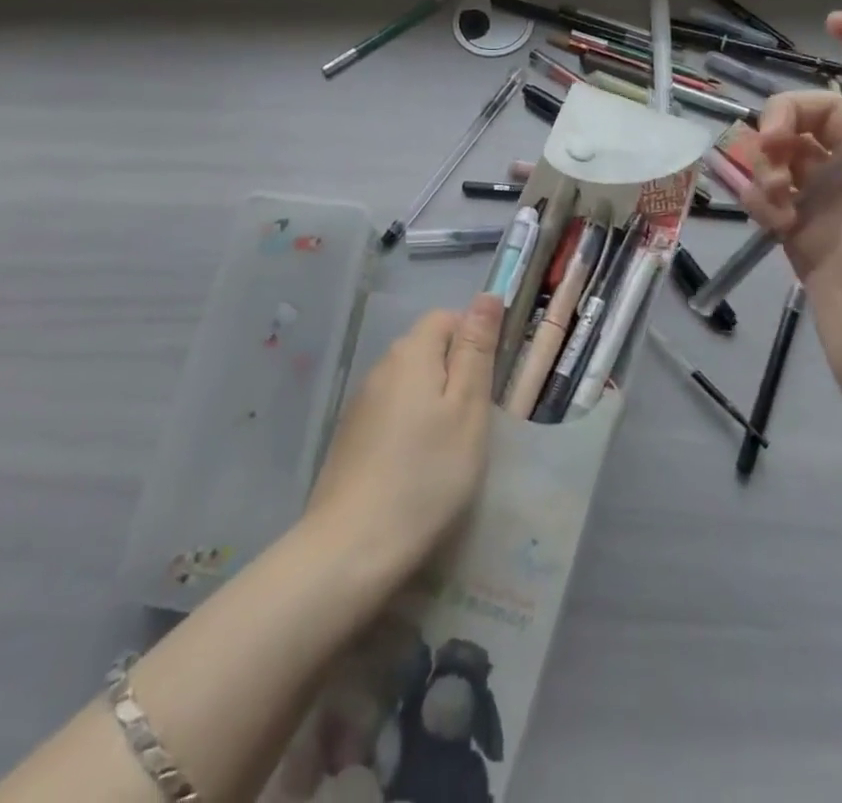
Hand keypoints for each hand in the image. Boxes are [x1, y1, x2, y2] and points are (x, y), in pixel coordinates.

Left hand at [304, 294, 503, 581]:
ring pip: (409, 381)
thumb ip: (476, 350)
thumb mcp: (467, 409)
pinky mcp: (351, 434)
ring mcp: (361, 402)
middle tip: (476, 419)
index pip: (446, 318)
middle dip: (455, 371)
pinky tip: (417, 464)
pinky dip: (410, 424)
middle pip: (426, 348)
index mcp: (411, 353)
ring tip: (450, 446)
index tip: (490, 382)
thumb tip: (487, 295)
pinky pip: (391, 410)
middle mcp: (381, 366)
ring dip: (432, 400)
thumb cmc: (427, 474)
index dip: (473, 339)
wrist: (352, 546)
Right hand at [743, 13, 841, 434]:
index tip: (833, 25)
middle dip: (791, 116)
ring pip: (794, 151)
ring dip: (770, 161)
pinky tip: (766, 219)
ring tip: (770, 198)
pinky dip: (764, 196)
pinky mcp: (810, 235)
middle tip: (772, 147)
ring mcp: (840, 203)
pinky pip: (776, 194)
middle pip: (828, 111)